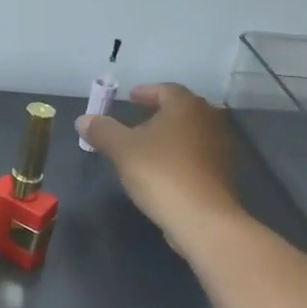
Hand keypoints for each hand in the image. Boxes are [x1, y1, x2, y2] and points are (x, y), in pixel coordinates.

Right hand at [76, 83, 244, 250]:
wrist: (202, 218)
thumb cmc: (160, 173)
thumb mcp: (121, 149)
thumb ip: (102, 130)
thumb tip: (83, 119)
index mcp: (185, 107)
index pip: (166, 89)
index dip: (146, 92)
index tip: (129, 98)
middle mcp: (208, 120)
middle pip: (181, 109)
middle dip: (158, 112)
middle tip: (136, 119)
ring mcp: (220, 147)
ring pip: (190, 132)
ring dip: (170, 134)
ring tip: (146, 145)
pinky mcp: (222, 173)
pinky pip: (197, 154)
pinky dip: (180, 154)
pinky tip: (163, 168)